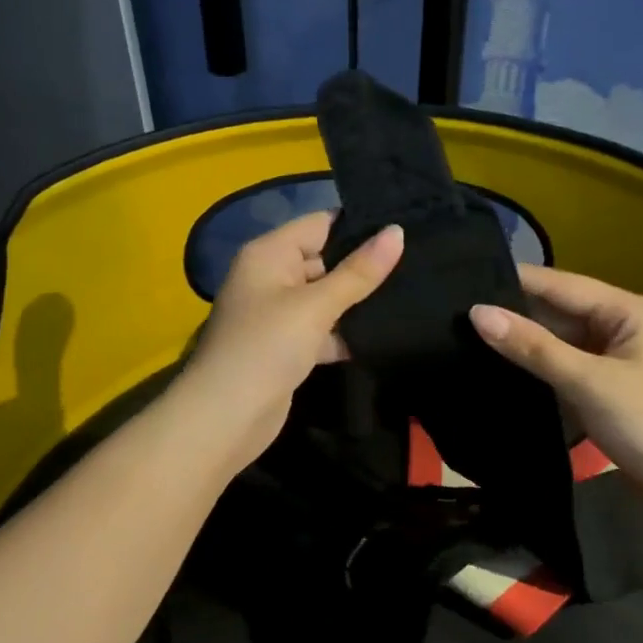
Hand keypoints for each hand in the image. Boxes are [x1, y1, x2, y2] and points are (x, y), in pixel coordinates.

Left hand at [176, 211, 403, 472]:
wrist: (225, 418)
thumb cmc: (267, 347)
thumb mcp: (315, 306)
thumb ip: (358, 272)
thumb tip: (397, 231)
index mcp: (269, 254)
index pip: (319, 224)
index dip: (359, 225)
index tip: (404, 226)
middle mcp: (271, 277)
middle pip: (324, 259)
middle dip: (364, 265)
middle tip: (417, 263)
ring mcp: (277, 314)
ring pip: (326, 297)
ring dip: (358, 302)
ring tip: (411, 294)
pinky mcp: (286, 347)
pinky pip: (321, 329)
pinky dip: (344, 333)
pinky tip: (383, 335)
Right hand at [470, 265, 642, 516]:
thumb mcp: (587, 382)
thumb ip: (532, 347)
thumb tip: (477, 313)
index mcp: (627, 310)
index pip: (559, 284)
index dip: (512, 282)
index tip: (462, 280)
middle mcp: (622, 325)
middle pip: (558, 310)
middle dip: (514, 312)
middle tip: (455, 313)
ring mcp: (616, 358)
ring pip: (559, 339)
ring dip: (523, 341)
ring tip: (465, 334)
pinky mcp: (608, 387)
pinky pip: (565, 365)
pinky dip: (538, 366)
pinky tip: (500, 366)